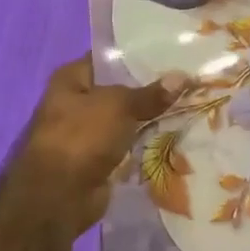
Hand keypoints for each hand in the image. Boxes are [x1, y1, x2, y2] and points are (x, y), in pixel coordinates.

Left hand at [0, 56, 185, 250]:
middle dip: (152, 86)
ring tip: (191, 101)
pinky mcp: (100, 157)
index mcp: (72, 78)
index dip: (140, 53)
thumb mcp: (119, 106)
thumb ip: (151, 93)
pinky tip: (178, 131)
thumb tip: (184, 77)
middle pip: (122, 88)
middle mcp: (78, 101)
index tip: (172, 52)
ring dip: (153, 115)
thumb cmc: (81, 137)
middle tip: (189, 77)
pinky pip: (130, 141)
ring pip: (128, 116)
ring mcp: (88, 131)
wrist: (58, 198)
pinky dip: (148, 139)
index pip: (110, 57)